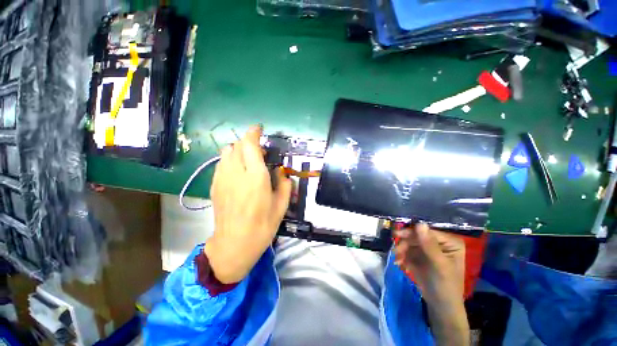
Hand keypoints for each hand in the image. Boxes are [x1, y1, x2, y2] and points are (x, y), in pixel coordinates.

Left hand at [205, 125, 291, 283]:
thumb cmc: (262, 226)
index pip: (249, 145)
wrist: (234, 245)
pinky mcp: (214, 186)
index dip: (253, 133)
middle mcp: (236, 174)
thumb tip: (281, 172)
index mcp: (256, 178)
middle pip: (237, 146)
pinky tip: (238, 171)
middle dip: (248, 142)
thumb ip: (284, 184)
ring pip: (226, 152)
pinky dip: (230, 160)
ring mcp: (222, 179)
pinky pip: (221, 163)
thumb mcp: (281, 205)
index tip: (259, 129)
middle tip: (260, 151)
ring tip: (248, 160)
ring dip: (238, 150)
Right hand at [394, 223, 464, 299]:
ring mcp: (426, 248)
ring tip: (398, 259)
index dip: (412, 232)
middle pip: (416, 235)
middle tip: (396, 250)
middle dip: (405, 243)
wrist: (440, 305)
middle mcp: (438, 242)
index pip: (428, 231)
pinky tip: (400, 263)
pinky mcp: (418, 254)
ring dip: (401, 250)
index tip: (398, 235)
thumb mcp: (439, 265)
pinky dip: (401, 255)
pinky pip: (406, 250)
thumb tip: (420, 224)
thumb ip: (429, 245)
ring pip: (409, 242)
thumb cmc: (446, 286)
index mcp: (449, 242)